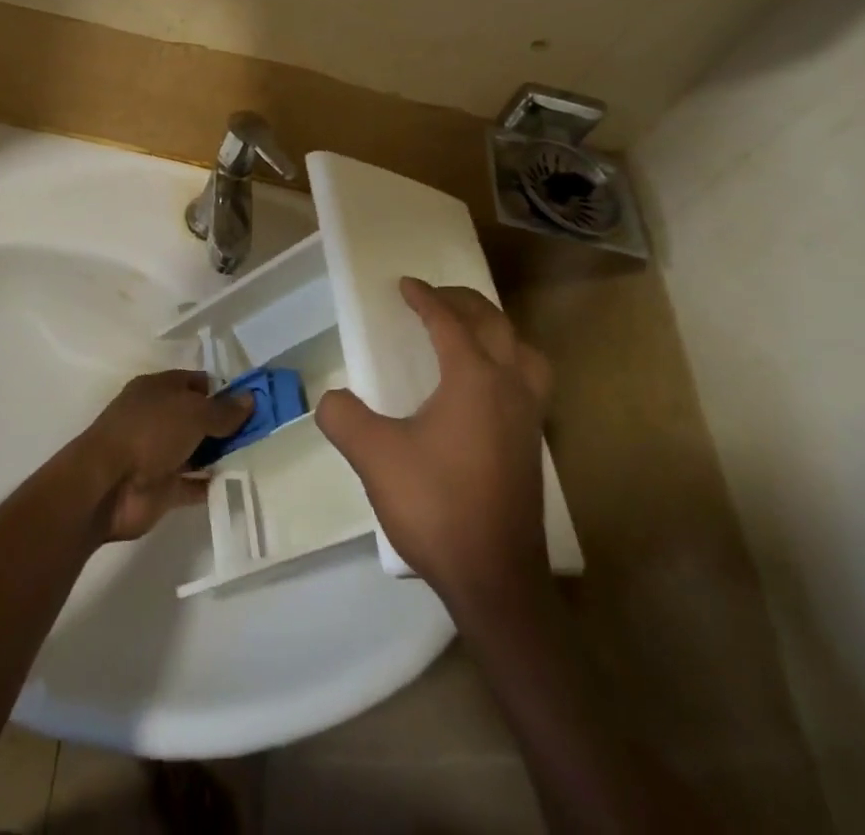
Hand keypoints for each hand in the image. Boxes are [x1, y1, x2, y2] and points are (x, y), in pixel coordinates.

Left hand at [72, 370, 251, 541]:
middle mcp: (158, 418)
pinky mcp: (163, 488)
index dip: (224, 390)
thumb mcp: (192, 412)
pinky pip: (194, 484)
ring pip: (198, 450)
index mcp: (159, 389)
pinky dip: (213, 484)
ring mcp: (159, 454)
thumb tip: (250, 398)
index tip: (254, 401)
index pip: (197, 383)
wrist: (107, 485)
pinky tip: (241, 483)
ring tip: (260, 455)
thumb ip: (223, 410)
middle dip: (227, 424)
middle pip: (199, 417)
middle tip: (265, 431)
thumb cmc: (149, 432)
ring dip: (222, 454)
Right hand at [317, 278, 552, 608]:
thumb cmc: (435, 506)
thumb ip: (344, 418)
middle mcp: (509, 387)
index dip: (425, 299)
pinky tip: (486, 387)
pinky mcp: (533, 445)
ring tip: (471, 332)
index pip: (449, 322)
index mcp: (473, 378)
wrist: (494, 579)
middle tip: (435, 296)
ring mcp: (528, 417)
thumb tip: (331, 398)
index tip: (405, 285)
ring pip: (523, 351)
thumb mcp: (374, 457)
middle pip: (494, 324)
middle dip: (463, 302)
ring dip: (497, 330)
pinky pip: (529, 380)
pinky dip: (510, 361)